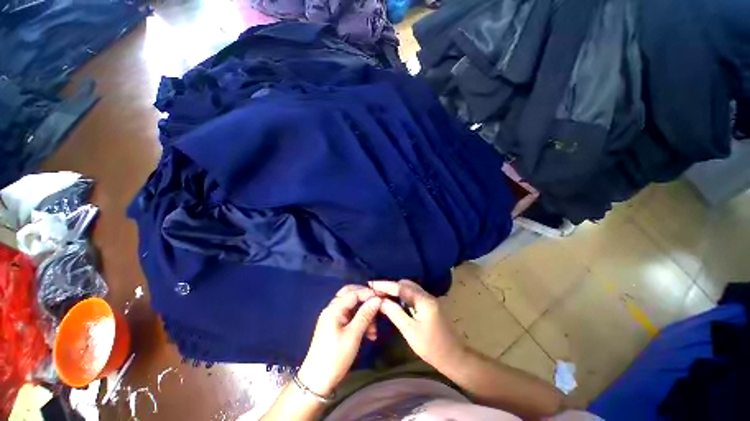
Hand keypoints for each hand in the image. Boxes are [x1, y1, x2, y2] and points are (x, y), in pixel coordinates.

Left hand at [296, 285, 381, 396]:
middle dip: (365, 300)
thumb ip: (365, 314)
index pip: (354, 293)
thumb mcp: (353, 335)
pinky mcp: (335, 326)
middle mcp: (332, 309)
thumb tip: (377, 299)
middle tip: (378, 308)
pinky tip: (369, 334)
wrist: (316, 382)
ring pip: (352, 307)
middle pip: (351, 295)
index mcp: (334, 309)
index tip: (383, 297)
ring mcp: (333, 318)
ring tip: (374, 331)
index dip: (369, 293)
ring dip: (364, 314)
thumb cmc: (335, 357)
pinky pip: (350, 317)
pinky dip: (360, 321)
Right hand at [370, 280, 465, 369]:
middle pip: (406, 284)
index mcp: (423, 300)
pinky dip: (402, 295)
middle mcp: (427, 295)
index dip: (385, 285)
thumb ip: (395, 313)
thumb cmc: (431, 347)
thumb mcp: (410, 331)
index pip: (400, 287)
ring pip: (409, 288)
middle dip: (390, 286)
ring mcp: (429, 299)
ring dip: (396, 290)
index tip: (371, 284)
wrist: (454, 357)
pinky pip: (413, 294)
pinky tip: (395, 302)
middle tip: (376, 292)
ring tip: (383, 296)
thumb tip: (381, 301)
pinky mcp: (429, 305)